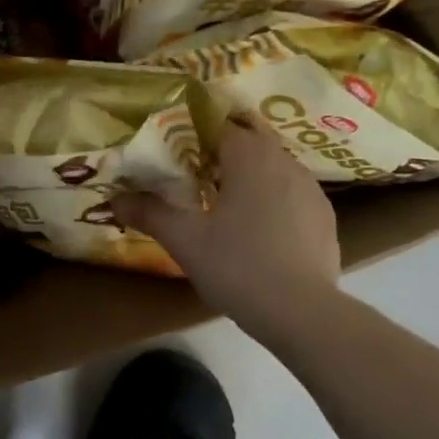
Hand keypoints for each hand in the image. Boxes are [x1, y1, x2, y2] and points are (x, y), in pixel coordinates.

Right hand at [111, 119, 340, 329]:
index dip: (192, 134)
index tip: (172, 152)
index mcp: (250, 157)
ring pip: (272, 166)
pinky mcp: (324, 217)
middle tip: (192, 174)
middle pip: (249, 140)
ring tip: (222, 201)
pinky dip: (270, 198)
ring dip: (247, 174)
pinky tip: (256, 228)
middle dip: (220, 152)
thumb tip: (114, 199)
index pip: (218, 125)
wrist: (302, 313)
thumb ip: (149, 212)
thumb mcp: (184, 240)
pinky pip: (290, 192)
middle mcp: (285, 162)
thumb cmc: (238, 267)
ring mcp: (311, 189)